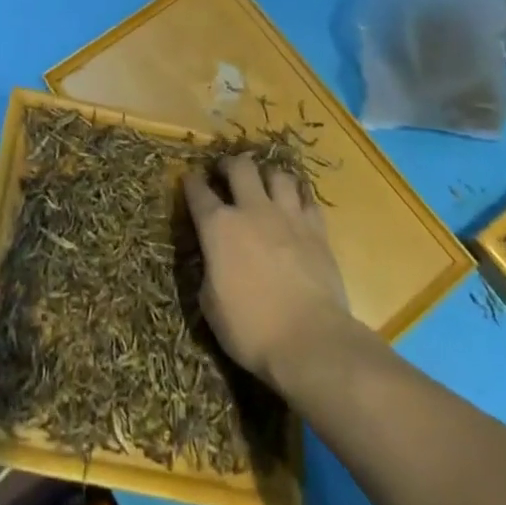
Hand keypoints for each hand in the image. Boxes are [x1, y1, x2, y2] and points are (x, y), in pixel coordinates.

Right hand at [184, 156, 349, 390]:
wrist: (310, 341)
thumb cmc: (251, 329)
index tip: (188, 179)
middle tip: (226, 172)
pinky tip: (296, 204)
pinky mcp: (317, 229)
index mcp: (218, 227)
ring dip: (267, 176)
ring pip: (277, 175)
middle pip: (240, 167)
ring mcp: (287, 216)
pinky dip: (299, 197)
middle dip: (229, 164)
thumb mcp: (211, 305)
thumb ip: (210, 271)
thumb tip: (213, 261)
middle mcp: (252, 210)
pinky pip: (307, 199)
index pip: (198, 192)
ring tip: (264, 184)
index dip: (191, 182)